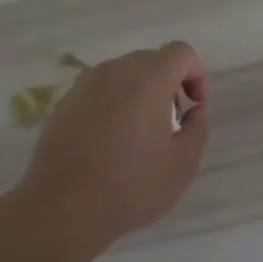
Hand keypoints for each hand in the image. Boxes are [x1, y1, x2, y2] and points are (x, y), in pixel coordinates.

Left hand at [14, 41, 209, 257]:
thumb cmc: (131, 186)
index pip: (181, 52)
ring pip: (122, 75)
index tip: (194, 108)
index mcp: (147, 79)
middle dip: (168, 84)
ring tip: (138, 134)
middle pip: (150, 60)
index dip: (196, 75)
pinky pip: (98, 92)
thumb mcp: (183, 163)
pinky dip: (112, 105)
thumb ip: (199, 127)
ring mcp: (84, 86)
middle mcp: (114, 72)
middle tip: (170, 122)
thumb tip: (195, 110)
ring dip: (139, 93)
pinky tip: (109, 142)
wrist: (63, 208)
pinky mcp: (64, 104)